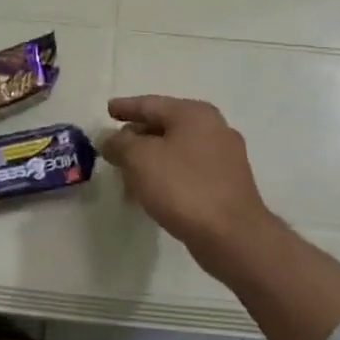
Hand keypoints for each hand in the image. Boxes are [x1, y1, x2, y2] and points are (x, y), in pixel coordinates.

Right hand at [99, 96, 278, 277]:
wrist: (231, 235)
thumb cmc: (182, 187)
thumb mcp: (139, 159)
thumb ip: (118, 143)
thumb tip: (108, 138)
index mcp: (194, 114)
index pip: (150, 104)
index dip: (126, 107)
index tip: (108, 110)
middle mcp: (214, 128)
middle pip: (165, 126)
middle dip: (137, 136)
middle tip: (114, 147)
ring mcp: (224, 157)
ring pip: (176, 150)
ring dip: (150, 159)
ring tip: (127, 174)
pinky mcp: (226, 184)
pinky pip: (187, 171)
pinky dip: (166, 175)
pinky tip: (151, 191)